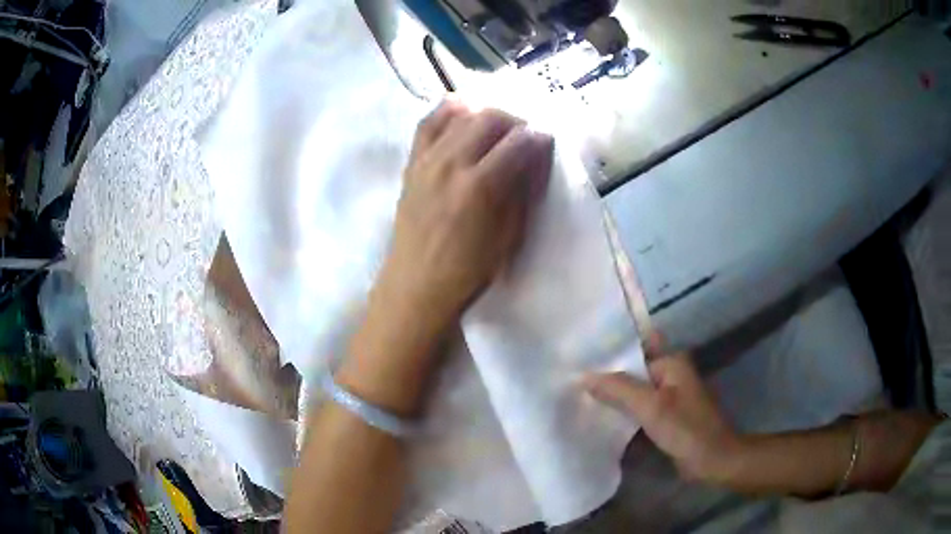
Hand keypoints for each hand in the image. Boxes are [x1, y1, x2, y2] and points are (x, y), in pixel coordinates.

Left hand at [376, 100, 552, 335]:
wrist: (416, 285)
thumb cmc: (468, 270)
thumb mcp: (509, 236)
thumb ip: (523, 191)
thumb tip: (535, 158)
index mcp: (480, 186)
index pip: (518, 142)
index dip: (538, 137)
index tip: (546, 141)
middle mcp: (451, 163)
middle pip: (489, 118)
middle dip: (514, 120)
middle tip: (523, 136)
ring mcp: (427, 160)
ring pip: (459, 113)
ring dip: (485, 114)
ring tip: (495, 129)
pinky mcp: (412, 163)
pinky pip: (428, 123)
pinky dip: (448, 112)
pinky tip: (461, 116)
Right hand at [584, 343, 743, 481]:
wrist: (713, 460)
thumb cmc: (686, 428)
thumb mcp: (651, 407)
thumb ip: (618, 389)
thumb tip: (583, 376)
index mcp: (671, 362)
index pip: (635, 347)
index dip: (610, 349)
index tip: (580, 351)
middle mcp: (670, 374)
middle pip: (633, 370)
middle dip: (607, 375)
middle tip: (573, 376)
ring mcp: (669, 396)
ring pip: (635, 392)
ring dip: (614, 396)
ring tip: (579, 394)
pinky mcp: (666, 417)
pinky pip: (639, 409)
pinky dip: (623, 412)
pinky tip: (600, 417)